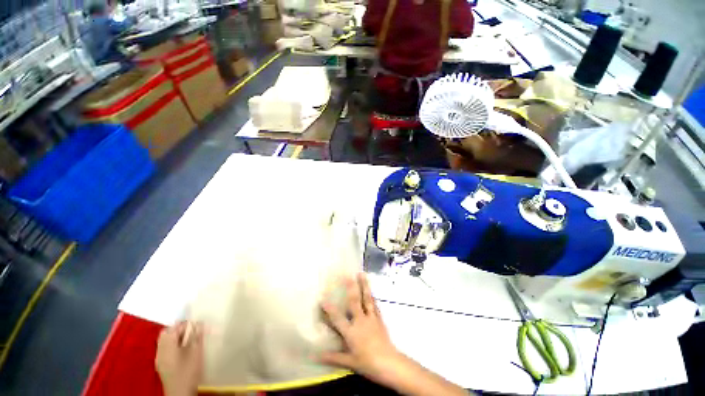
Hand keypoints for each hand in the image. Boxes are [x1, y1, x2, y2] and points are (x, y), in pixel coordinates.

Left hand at [155, 321, 203, 395]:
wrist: (180, 392)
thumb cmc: (188, 370)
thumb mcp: (196, 351)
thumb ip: (196, 336)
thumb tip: (199, 323)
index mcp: (167, 345)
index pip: (174, 327)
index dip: (185, 324)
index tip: (196, 324)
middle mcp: (160, 349)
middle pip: (166, 333)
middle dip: (178, 330)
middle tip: (192, 331)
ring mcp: (159, 358)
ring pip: (165, 341)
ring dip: (175, 337)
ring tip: (188, 340)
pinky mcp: (161, 365)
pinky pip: (164, 349)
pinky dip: (173, 345)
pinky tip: (182, 350)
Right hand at [320, 273, 403, 383]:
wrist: (389, 363)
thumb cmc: (367, 363)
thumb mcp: (349, 362)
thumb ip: (333, 357)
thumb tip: (315, 356)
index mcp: (351, 332)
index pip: (337, 318)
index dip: (329, 309)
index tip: (322, 297)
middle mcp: (360, 321)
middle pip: (354, 301)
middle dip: (350, 287)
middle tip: (347, 274)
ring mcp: (371, 318)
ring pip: (366, 298)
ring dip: (364, 285)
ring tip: (362, 274)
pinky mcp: (379, 319)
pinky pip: (375, 305)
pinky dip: (372, 297)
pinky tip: (371, 290)